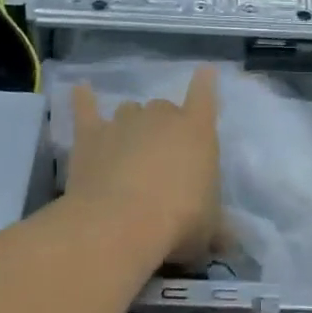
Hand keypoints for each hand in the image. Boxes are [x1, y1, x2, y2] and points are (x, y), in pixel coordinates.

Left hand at [68, 65, 223, 269]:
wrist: (121, 223)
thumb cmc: (178, 222)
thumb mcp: (209, 231)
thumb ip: (218, 228)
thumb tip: (230, 241)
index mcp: (197, 131)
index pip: (205, 97)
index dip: (205, 84)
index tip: (205, 71)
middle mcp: (161, 116)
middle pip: (163, 109)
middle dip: (164, 126)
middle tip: (162, 158)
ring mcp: (123, 121)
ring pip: (130, 111)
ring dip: (131, 124)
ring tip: (128, 149)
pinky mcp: (91, 134)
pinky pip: (86, 108)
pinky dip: (84, 98)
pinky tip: (81, 88)